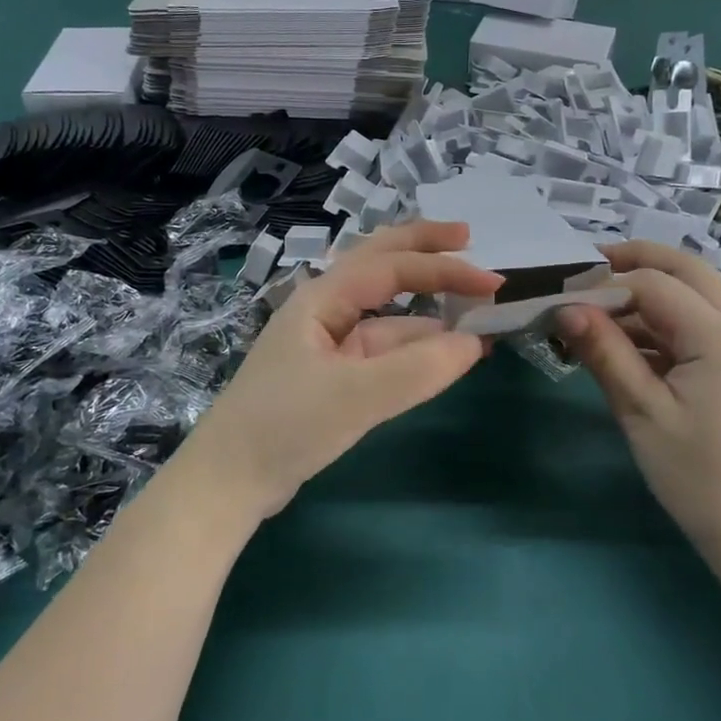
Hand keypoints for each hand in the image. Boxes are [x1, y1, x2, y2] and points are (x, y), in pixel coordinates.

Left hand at [177, 221, 502, 527]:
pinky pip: (380, 349)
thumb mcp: (355, 396)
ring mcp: (327, 345)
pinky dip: (413, 347)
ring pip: (385, 313)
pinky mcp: (331, 378)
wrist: (228, 481)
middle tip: (469, 239)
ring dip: (426, 307)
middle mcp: (324, 311)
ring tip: (472, 311)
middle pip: (380, 265)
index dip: (443, 267)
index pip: (392, 266)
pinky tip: (439, 354)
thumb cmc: (285, 426)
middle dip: (424, 250)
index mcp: (322, 299)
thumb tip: (475, 343)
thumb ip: (418, 369)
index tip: (491, 281)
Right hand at [555, 242, 720, 555]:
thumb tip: (565, 308)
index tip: (559, 296)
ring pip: (692, 296)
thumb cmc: (698, 475)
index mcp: (717, 335)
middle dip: (636, 261)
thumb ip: (605, 353)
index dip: (604, 283)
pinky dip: (660, 324)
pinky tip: (623, 347)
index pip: (653, 283)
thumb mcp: (641, 412)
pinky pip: (695, 328)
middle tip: (585, 271)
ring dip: (646, 294)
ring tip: (594, 314)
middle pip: (686, 270)